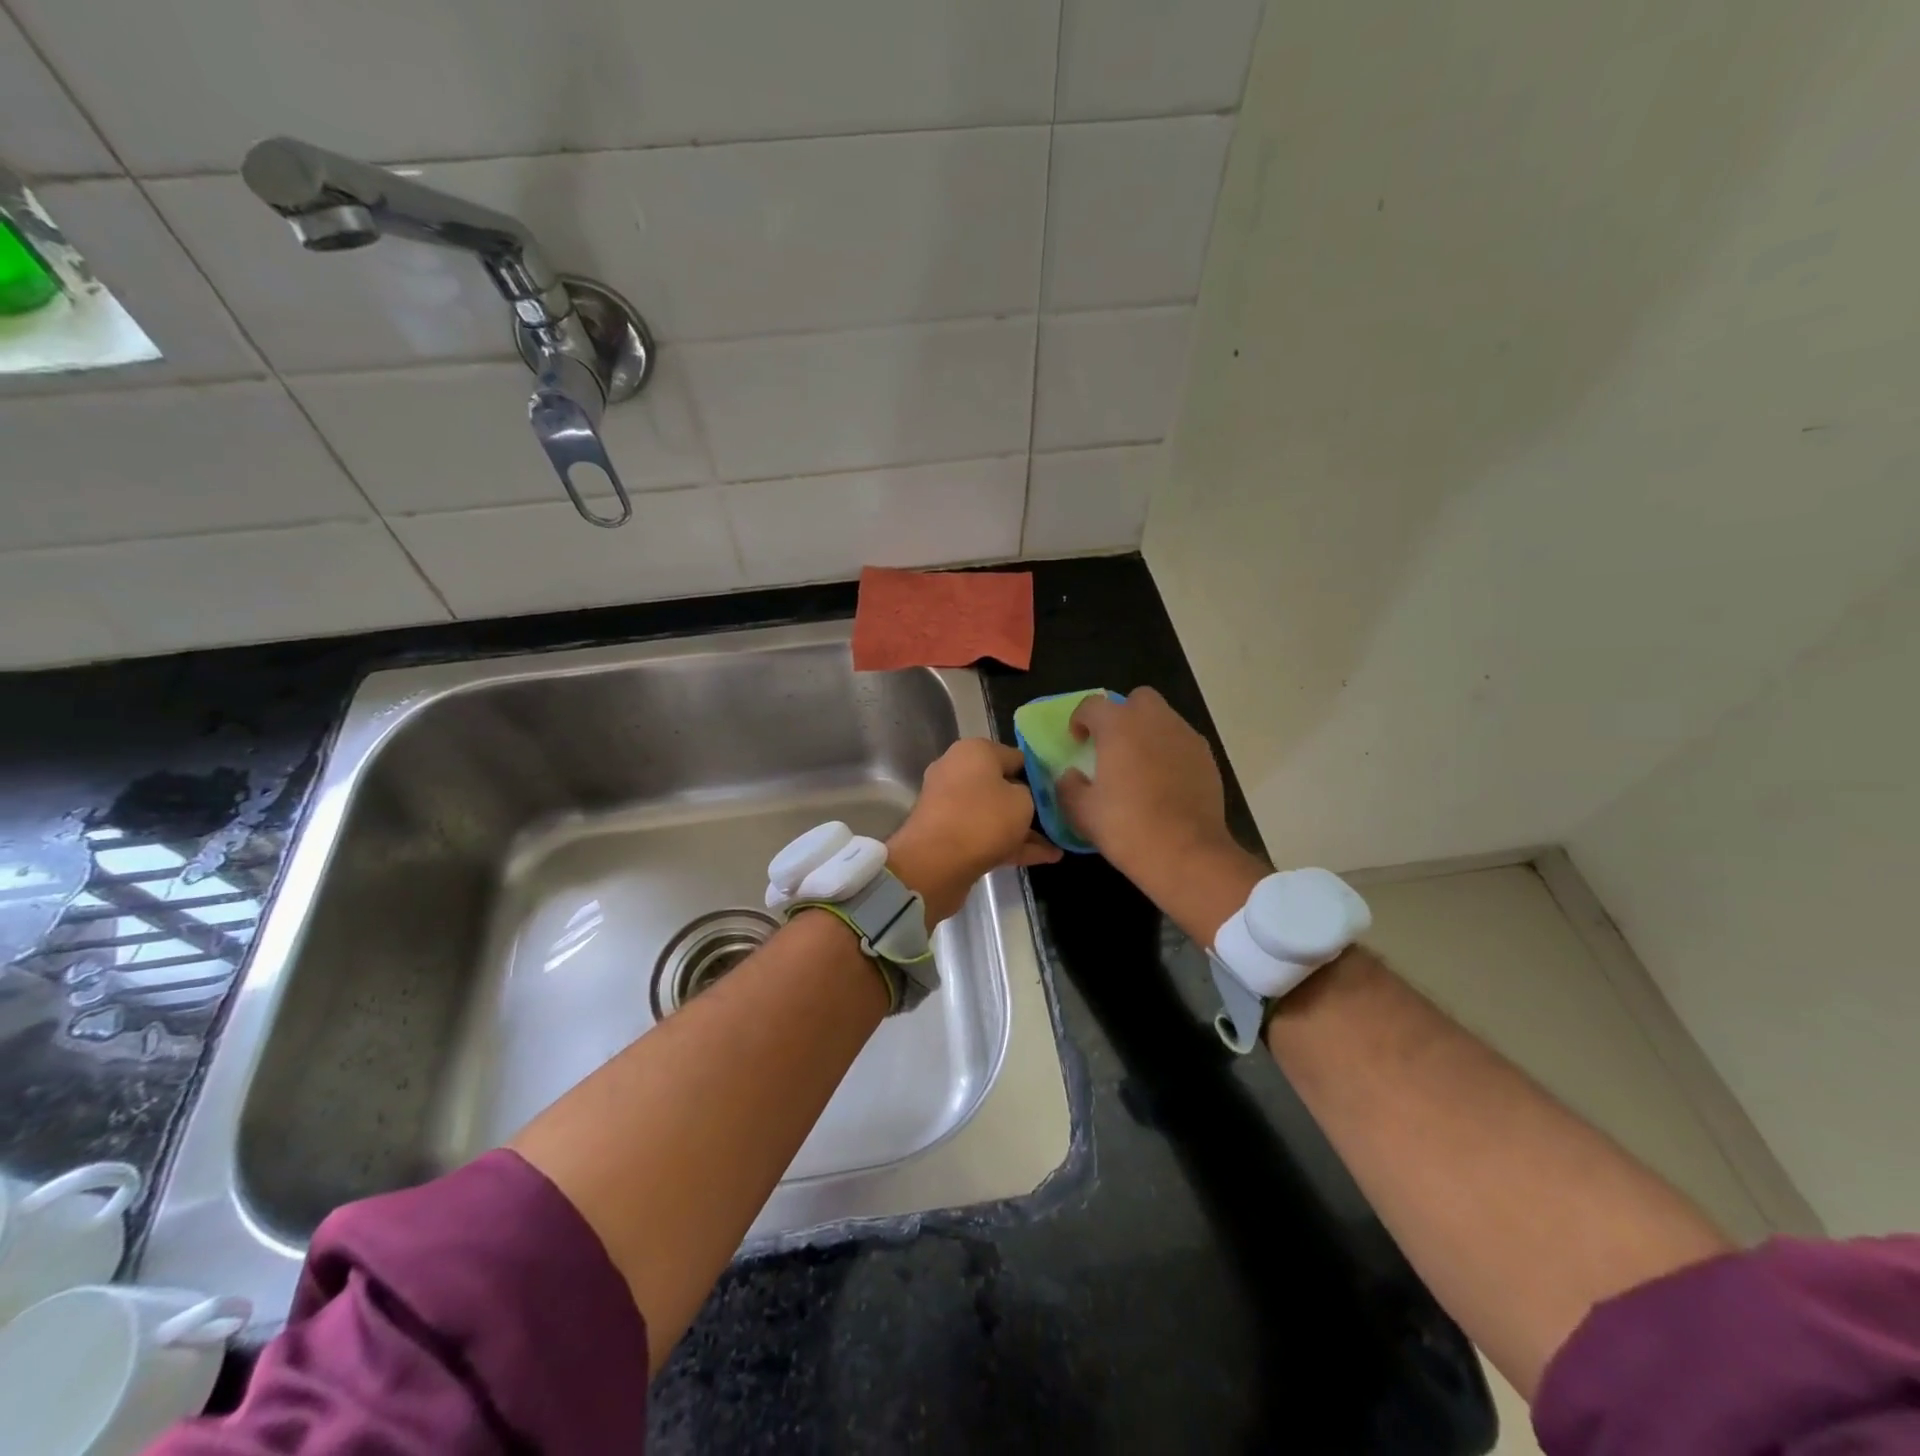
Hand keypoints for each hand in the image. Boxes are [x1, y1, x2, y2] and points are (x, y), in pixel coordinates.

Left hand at [888, 739, 1061, 923]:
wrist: (934, 864)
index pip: (1016, 756)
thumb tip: (1021, 797)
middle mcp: (958, 772)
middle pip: (1003, 785)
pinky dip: (1012, 845)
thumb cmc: (983, 819)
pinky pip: (987, 835)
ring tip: (1060, 842)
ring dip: (1024, 828)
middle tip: (1060, 816)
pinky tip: (1047, 858)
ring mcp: (951, 806)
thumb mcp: (1023, 800)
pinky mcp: (949, 835)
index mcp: (973, 752)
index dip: (1040, 773)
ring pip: (995, 813)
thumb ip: (1029, 794)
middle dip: (1030, 802)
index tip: (1061, 790)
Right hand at [1056, 688, 1263, 943]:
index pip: (1093, 705)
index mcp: (1119, 726)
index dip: (1080, 719)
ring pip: (1163, 719)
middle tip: (1113, 746)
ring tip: (1139, 766)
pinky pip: (1182, 743)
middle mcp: (1155, 721)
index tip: (1077, 741)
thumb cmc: (1126, 827)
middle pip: (1138, 699)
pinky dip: (1169, 752)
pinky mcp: (1207, 758)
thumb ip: (1068, 786)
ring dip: (1148, 733)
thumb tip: (1071, 775)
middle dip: (1122, 715)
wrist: (1186, 853)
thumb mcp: (1081, 811)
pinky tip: (1163, 783)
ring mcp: (1186, 737)